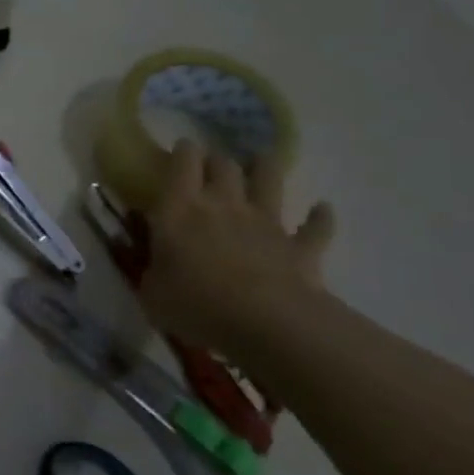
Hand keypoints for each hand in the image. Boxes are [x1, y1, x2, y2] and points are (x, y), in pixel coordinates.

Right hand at [137, 140, 335, 351]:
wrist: (265, 323)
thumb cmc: (195, 304)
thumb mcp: (151, 292)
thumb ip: (151, 272)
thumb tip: (152, 265)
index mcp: (179, 210)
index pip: (182, 163)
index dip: (182, 152)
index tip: (180, 150)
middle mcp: (223, 205)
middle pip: (223, 165)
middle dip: (217, 160)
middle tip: (211, 167)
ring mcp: (266, 223)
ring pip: (269, 179)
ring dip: (265, 168)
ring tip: (261, 165)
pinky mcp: (300, 247)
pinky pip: (316, 226)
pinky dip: (319, 217)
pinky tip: (322, 210)